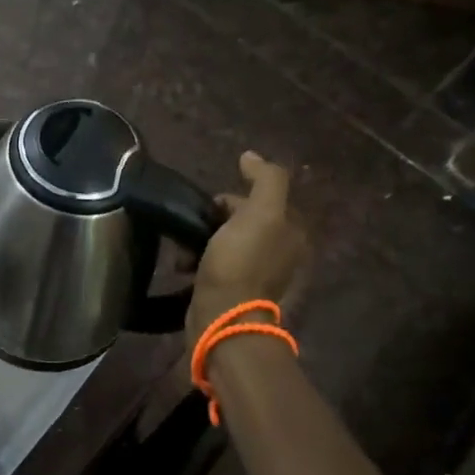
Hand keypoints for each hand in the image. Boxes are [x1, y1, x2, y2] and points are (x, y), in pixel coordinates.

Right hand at [186, 152, 310, 339]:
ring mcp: (258, 276)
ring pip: (224, 242)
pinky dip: (197, 262)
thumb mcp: (260, 213)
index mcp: (291, 234)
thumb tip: (251, 156)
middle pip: (241, 221)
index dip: (233, 199)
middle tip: (193, 227)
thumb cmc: (240, 263)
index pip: (261, 201)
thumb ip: (265, 180)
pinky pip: (214, 265)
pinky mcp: (235, 293)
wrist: (223, 317)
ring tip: (182, 251)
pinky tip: (183, 267)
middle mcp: (281, 254)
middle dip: (213, 220)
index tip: (210, 207)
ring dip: (200, 241)